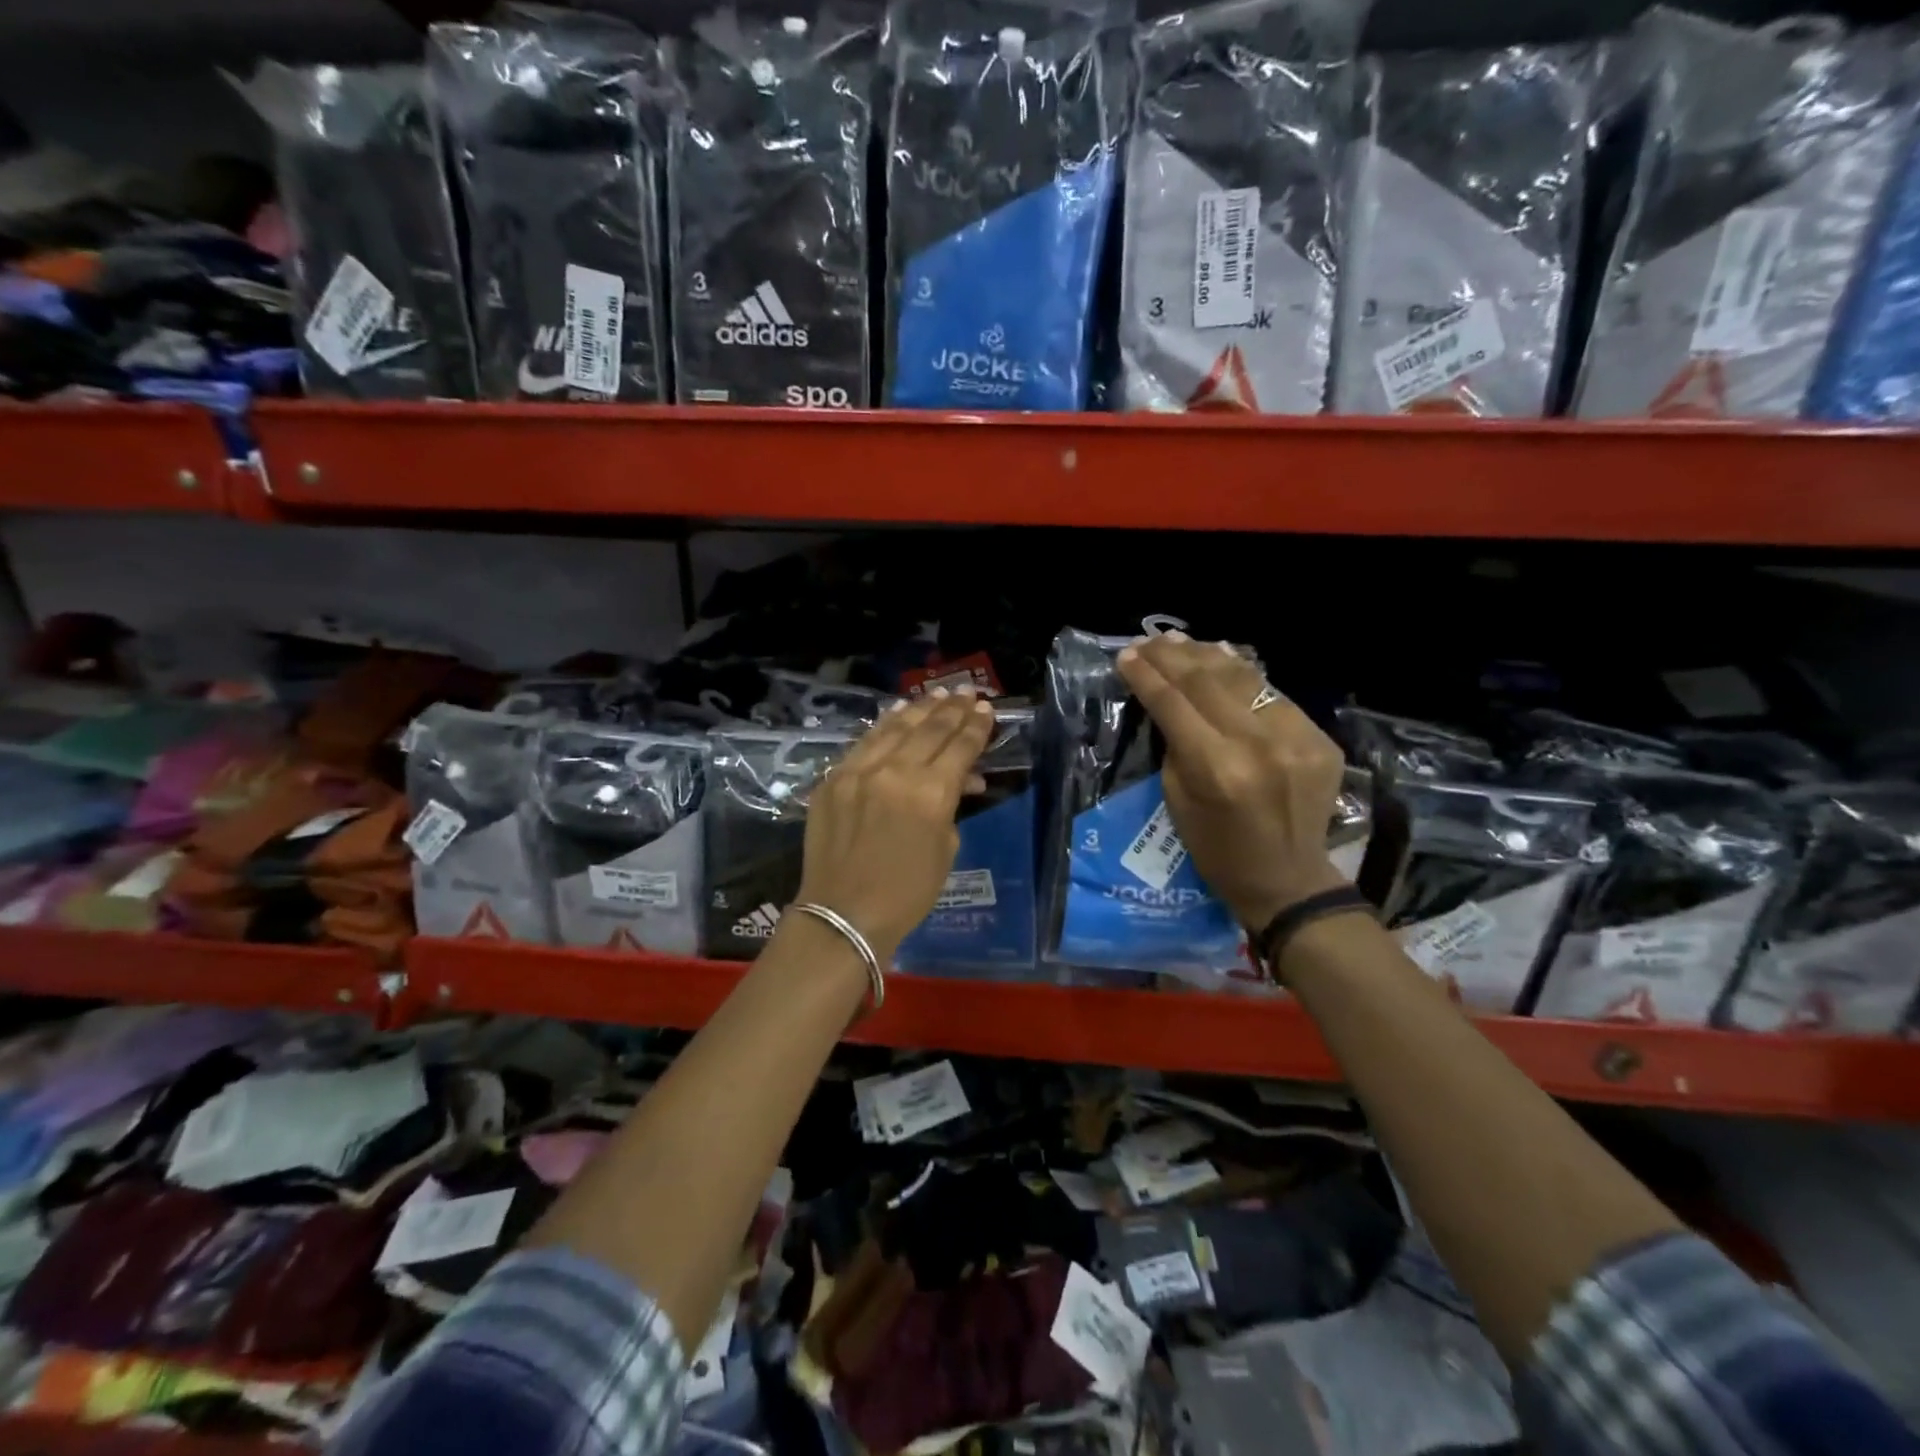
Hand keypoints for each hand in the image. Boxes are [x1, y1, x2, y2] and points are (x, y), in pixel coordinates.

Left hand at [792, 689, 996, 962]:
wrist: (843, 914)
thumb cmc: (906, 893)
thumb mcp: (945, 849)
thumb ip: (952, 806)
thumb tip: (962, 780)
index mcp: (929, 794)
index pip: (959, 748)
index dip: (976, 727)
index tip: (986, 709)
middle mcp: (894, 772)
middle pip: (929, 730)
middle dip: (952, 710)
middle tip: (967, 693)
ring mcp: (858, 771)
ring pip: (895, 728)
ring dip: (920, 709)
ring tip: (938, 694)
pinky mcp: (833, 778)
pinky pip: (865, 742)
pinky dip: (885, 725)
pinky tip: (897, 713)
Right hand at [1117, 633, 1346, 929]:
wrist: (1287, 880)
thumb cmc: (1216, 850)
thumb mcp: (1176, 799)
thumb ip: (1175, 745)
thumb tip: (1168, 700)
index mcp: (1216, 767)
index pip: (1173, 704)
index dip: (1146, 676)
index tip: (1126, 656)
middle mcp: (1258, 744)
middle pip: (1207, 681)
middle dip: (1171, 657)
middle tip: (1147, 642)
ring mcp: (1296, 737)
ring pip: (1243, 678)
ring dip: (1206, 654)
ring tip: (1177, 640)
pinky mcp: (1319, 738)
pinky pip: (1272, 694)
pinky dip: (1243, 673)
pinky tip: (1221, 656)